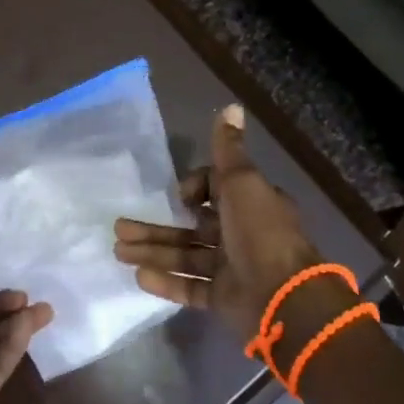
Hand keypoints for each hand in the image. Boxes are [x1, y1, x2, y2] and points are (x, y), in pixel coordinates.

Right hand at [113, 105, 323, 335]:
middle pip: (190, 227)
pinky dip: (166, 281)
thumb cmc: (260, 232)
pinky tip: (139, 276)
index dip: (193, 190)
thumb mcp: (242, 182)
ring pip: (184, 256)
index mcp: (251, 204)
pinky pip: (190, 287)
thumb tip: (231, 106)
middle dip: (155, 226)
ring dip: (152, 251)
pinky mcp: (223, 297)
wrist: (284, 297)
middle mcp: (241, 234)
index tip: (179, 196)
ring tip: (118, 251)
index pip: (215, 191)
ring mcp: (231, 268)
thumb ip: (228, 149)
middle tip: (120, 227)